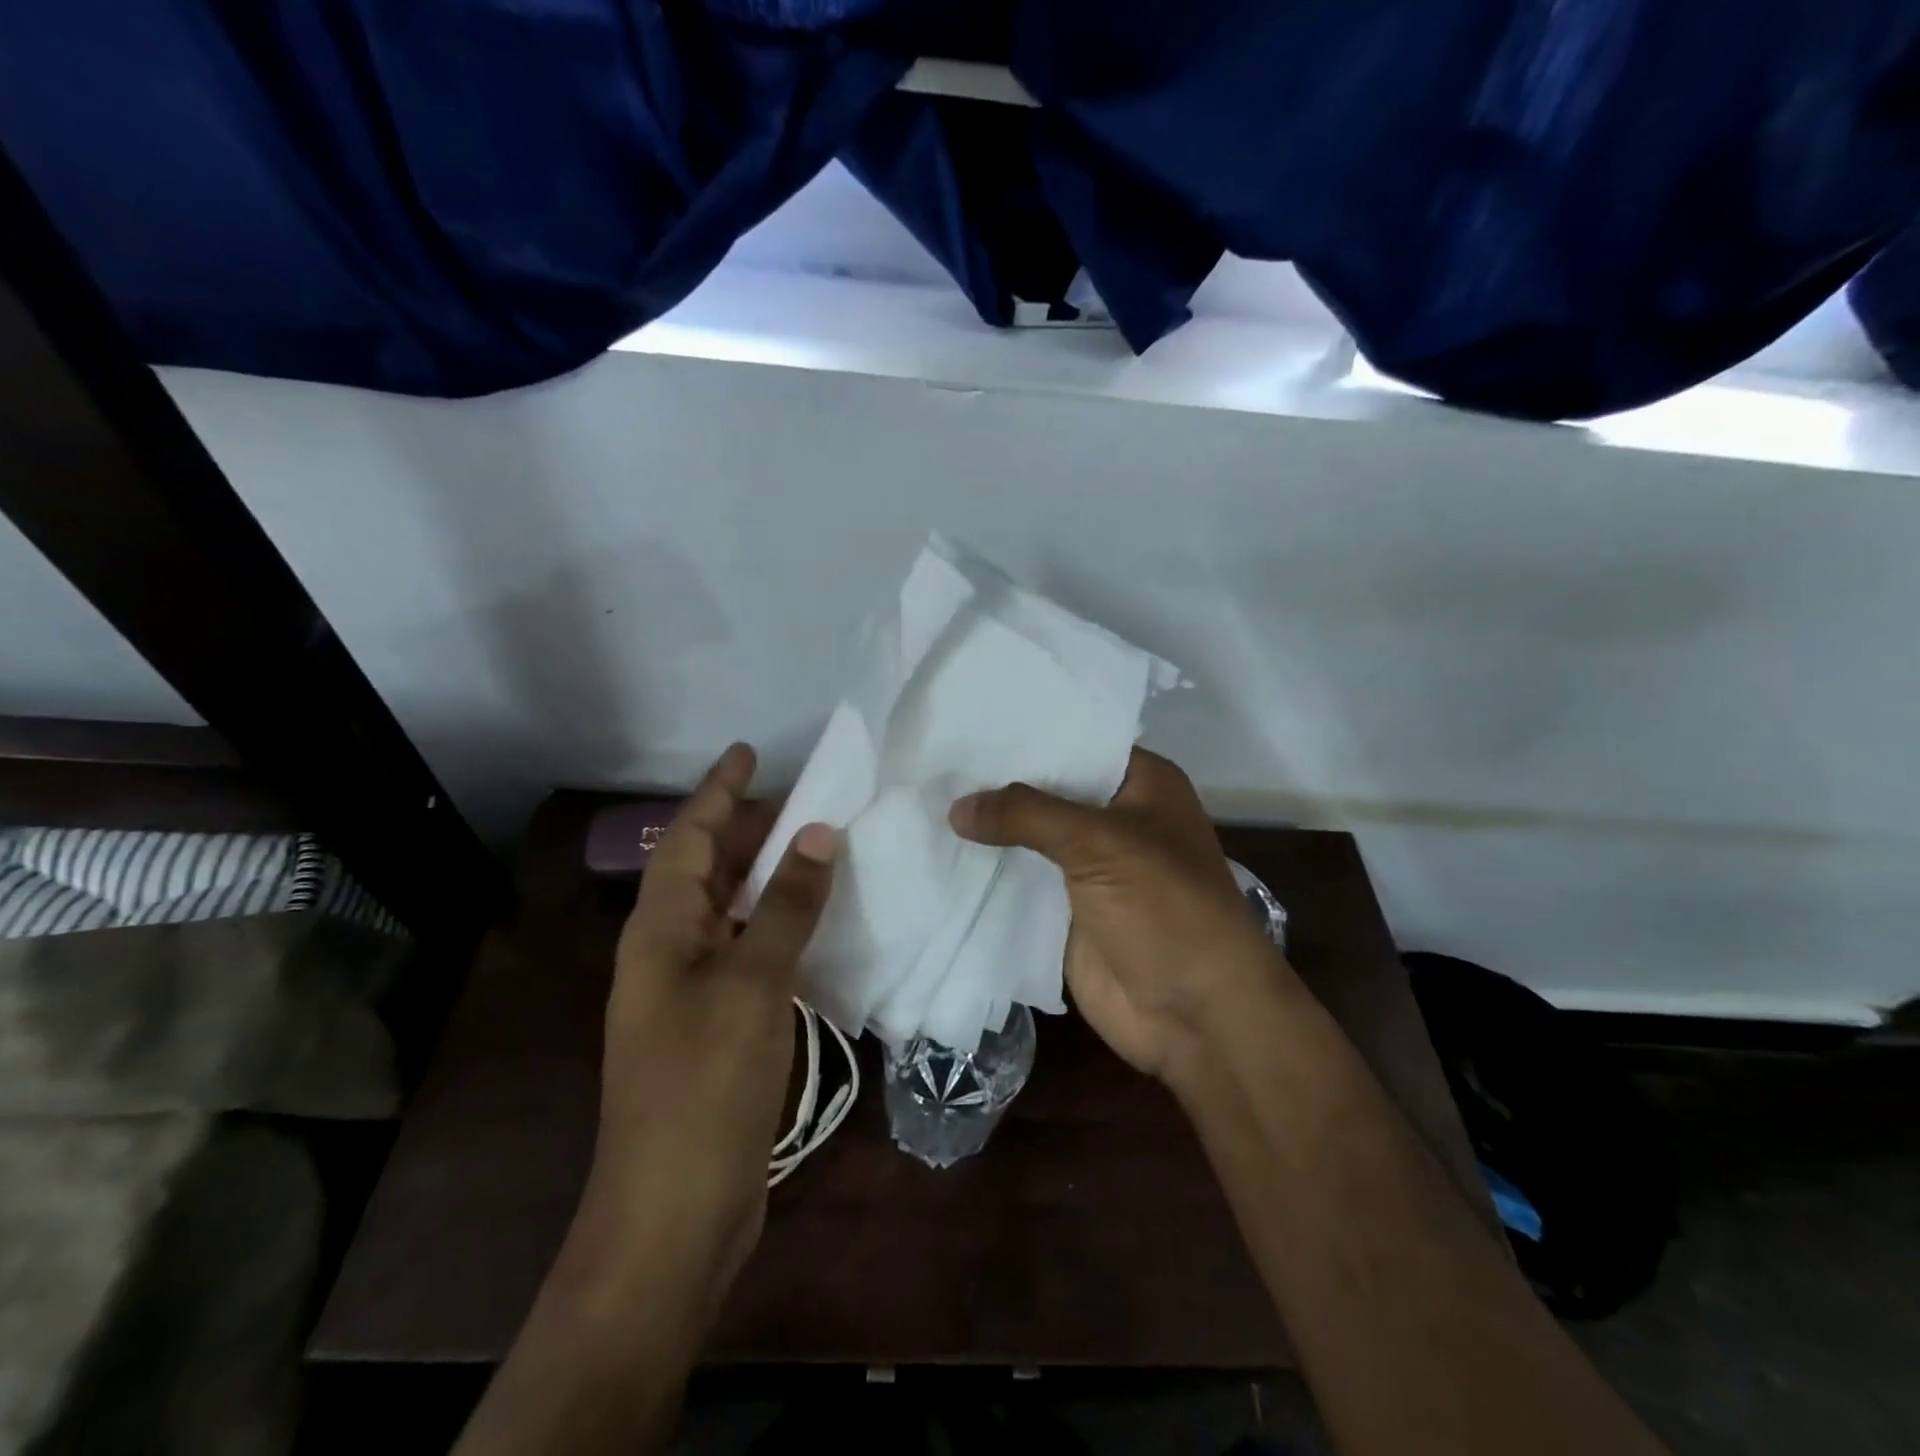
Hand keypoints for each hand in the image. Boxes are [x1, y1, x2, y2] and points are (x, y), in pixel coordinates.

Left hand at [584, 744, 836, 1308]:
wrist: (674, 1212)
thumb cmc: (704, 1085)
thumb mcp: (753, 983)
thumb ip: (787, 906)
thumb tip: (817, 833)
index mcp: (661, 929)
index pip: (687, 837)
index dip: (718, 791)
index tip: (751, 752)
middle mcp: (669, 949)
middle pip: (707, 868)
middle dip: (747, 828)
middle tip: (804, 798)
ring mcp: (690, 989)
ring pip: (731, 909)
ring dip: (768, 875)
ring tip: (816, 846)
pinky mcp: (716, 1023)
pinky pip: (748, 948)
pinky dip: (778, 923)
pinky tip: (815, 921)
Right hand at [950, 748, 1290, 1085]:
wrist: (1195, 1014)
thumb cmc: (1166, 908)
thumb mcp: (1100, 844)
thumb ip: (1027, 815)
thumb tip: (956, 807)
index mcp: (1141, 784)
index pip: (1077, 742)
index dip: (1027, 733)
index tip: (969, 720)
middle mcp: (1115, 818)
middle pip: (1048, 790)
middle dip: (998, 780)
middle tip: (935, 756)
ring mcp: (1088, 866)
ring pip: (1029, 837)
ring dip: (988, 827)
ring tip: (925, 796)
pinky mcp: (1065, 908)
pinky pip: (1019, 881)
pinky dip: (986, 871)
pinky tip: (938, 850)